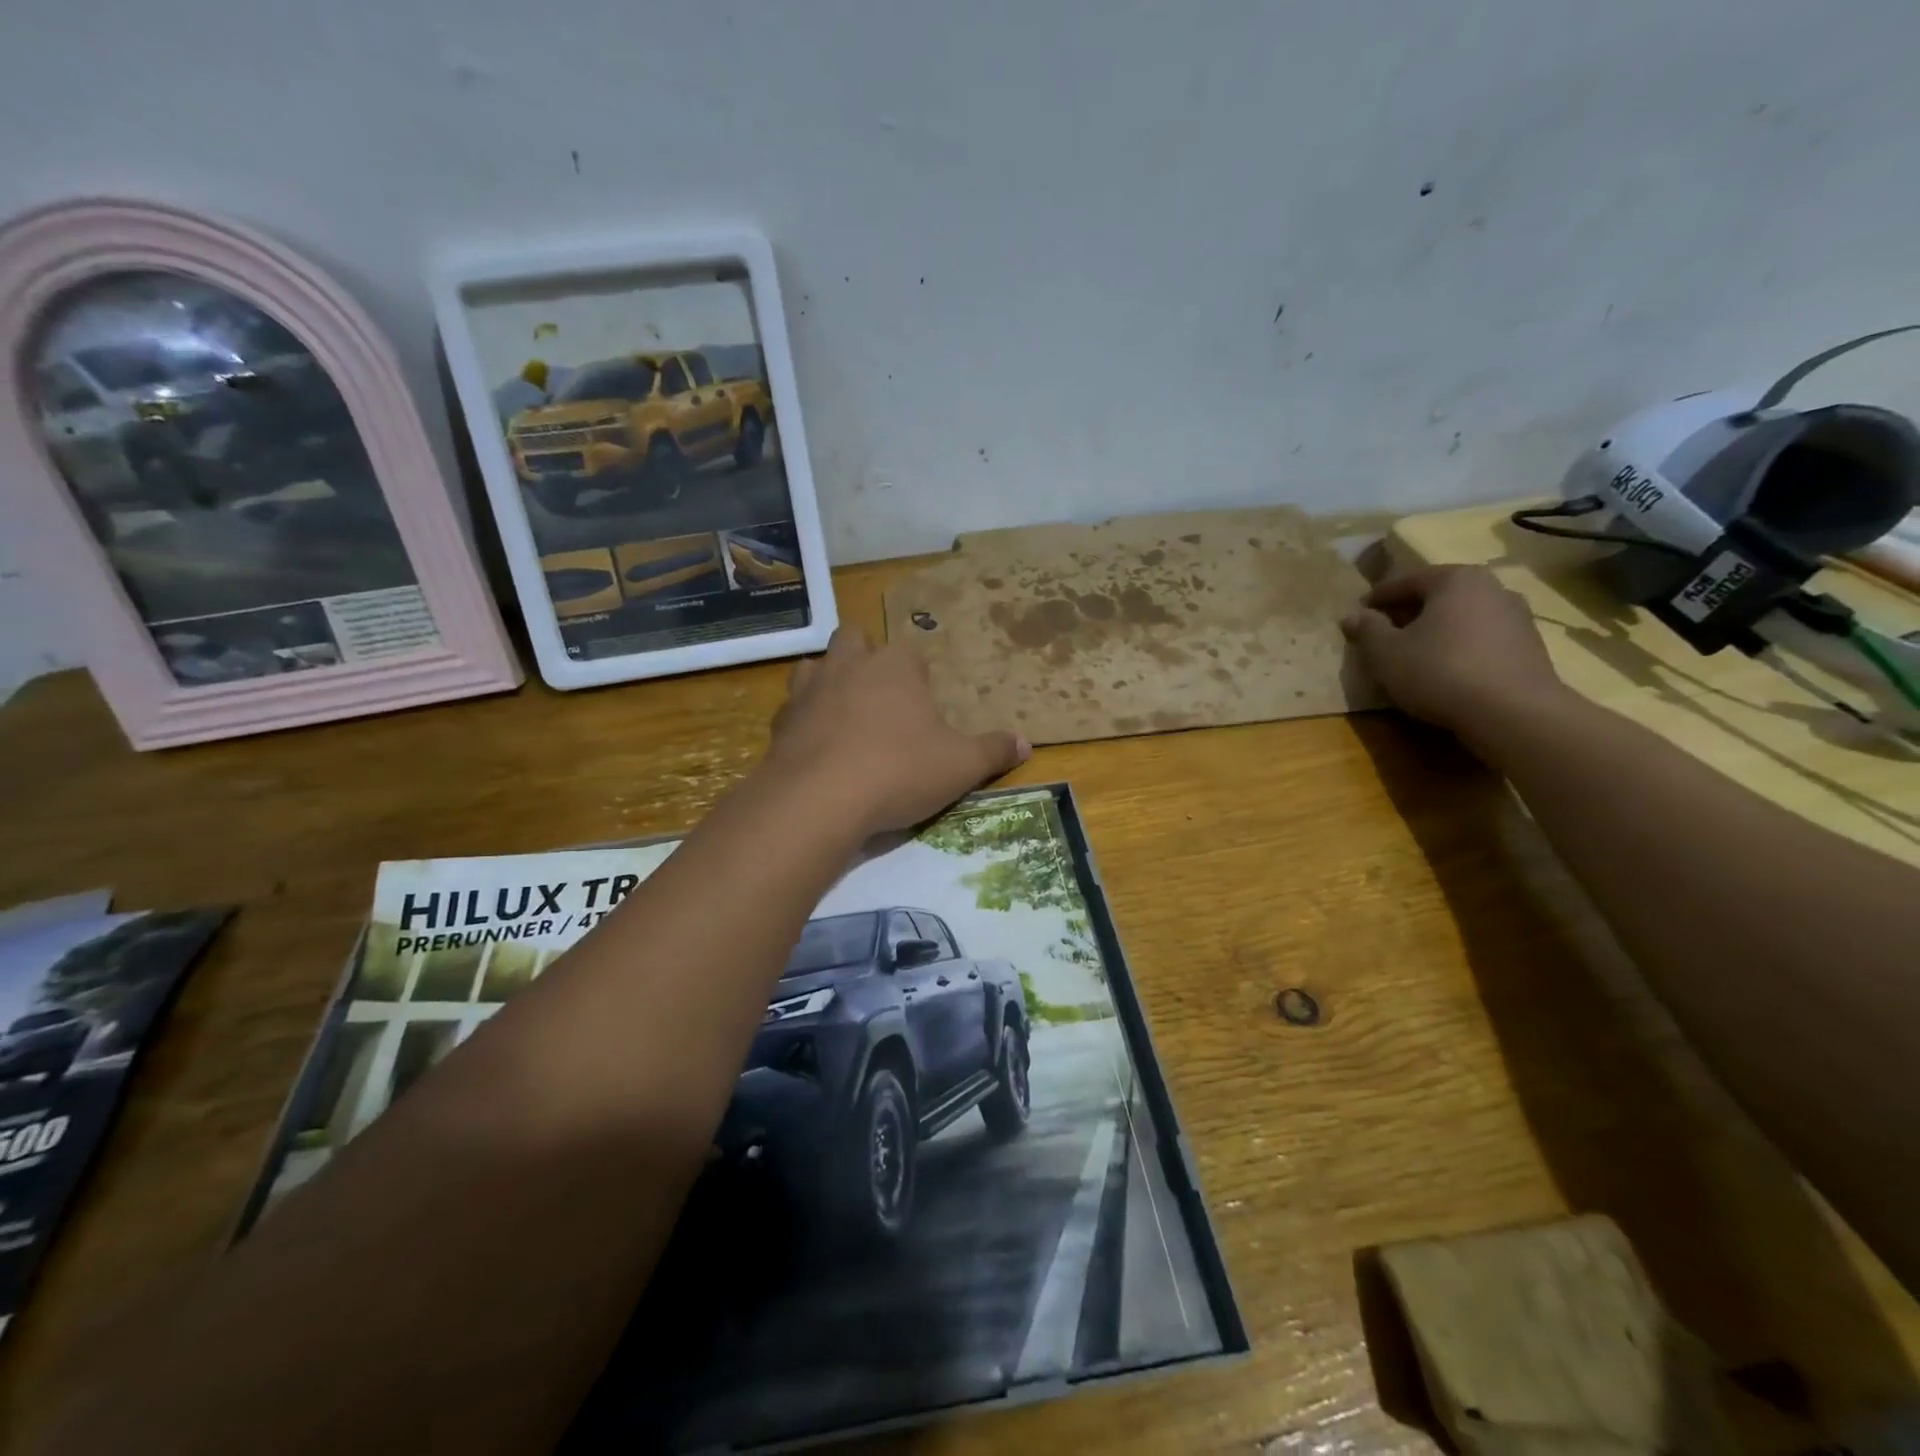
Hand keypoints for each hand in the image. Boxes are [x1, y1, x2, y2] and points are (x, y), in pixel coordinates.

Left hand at [764, 628, 1029, 835]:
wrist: (820, 798)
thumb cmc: (899, 770)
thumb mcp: (960, 766)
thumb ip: (993, 751)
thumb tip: (1026, 743)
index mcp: (894, 665)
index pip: (908, 652)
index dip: (916, 675)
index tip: (923, 704)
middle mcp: (848, 664)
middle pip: (853, 639)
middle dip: (864, 657)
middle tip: (879, 695)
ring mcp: (809, 690)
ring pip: (814, 666)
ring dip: (828, 682)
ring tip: (843, 714)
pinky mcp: (780, 722)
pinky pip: (792, 710)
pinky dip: (804, 721)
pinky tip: (816, 748)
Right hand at [1340, 565, 1568, 744]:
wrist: (1512, 712)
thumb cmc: (1439, 671)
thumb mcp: (1386, 652)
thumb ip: (1367, 630)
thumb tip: (1352, 615)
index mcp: (1455, 579)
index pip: (1406, 581)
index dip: (1377, 598)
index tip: (1359, 615)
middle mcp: (1491, 587)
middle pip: (1438, 595)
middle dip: (1408, 612)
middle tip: (1384, 633)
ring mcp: (1517, 616)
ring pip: (1462, 616)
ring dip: (1437, 629)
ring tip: (1415, 652)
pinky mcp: (1530, 646)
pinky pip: (1482, 637)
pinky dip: (1460, 646)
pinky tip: (1446, 668)